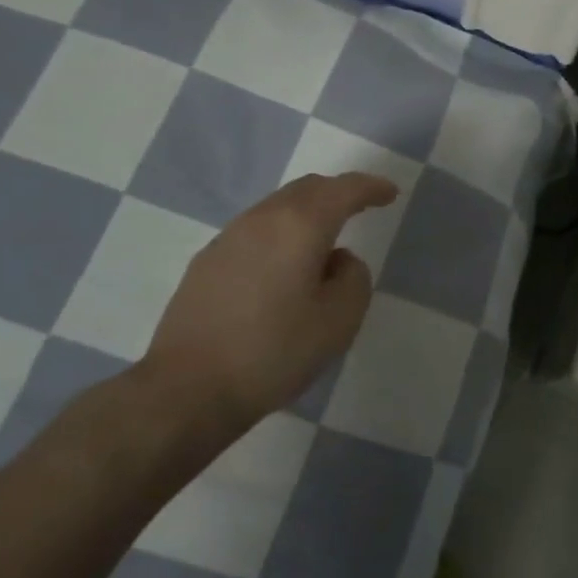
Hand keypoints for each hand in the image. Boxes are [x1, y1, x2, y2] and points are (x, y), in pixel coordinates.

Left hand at [142, 173, 399, 435]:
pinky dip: (281, 234)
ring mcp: (228, 238)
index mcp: (300, 225)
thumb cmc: (274, 352)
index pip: (344, 189)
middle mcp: (262, 219)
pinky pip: (256, 231)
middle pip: (308, 189)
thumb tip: (338, 261)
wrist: (187, 390)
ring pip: (278, 208)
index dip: (371, 188)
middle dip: (339, 193)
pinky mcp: (207, 262)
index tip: (390, 194)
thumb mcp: (340, 320)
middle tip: (361, 207)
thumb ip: (354, 277)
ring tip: (324, 241)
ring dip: (308, 213)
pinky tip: (284, 267)